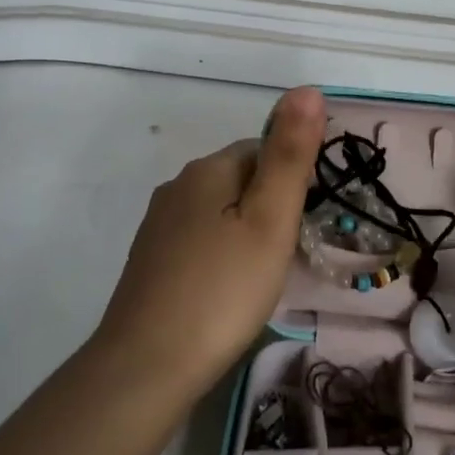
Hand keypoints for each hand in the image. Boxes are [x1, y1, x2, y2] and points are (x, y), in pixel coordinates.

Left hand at [92, 87, 325, 403]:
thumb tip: (307, 88)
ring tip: (262, 277)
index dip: (291, 182)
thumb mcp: (270, 219)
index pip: (263, 149)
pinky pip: (198, 242)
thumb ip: (290, 154)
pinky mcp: (149, 261)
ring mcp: (158, 225)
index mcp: (208, 169)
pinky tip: (226, 292)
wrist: (147, 365)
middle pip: (240, 180)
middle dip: (269, 208)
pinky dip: (220, 257)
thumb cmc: (223, 288)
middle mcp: (178, 187)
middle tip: (288, 255)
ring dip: (245, 233)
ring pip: (219, 213)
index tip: (303, 224)